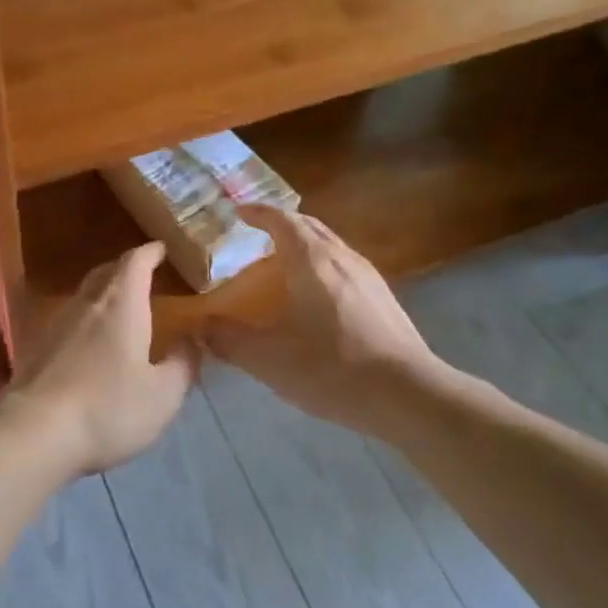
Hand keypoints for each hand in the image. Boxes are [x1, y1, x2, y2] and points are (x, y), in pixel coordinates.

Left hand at [8, 242, 196, 474]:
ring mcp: (56, 324)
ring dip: (104, 295)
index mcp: (121, 304)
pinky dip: (85, 322)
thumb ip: (183, 364)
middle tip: (143, 275)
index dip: (150, 252)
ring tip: (121, 309)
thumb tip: (193, 340)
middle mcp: (87, 304)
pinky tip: (91, 344)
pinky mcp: (36, 348)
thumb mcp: (162, 395)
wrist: (33, 433)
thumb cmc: (108, 408)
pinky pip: (68, 321)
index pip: (136, 262)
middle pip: (106, 272)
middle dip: (126, 269)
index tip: (162, 248)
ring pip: (84, 296)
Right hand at [204, 206, 439, 430]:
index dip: (258, 213)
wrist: (407, 394)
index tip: (239, 213)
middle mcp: (342, 258)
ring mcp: (369, 277)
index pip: (282, 220)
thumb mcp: (268, 359)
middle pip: (310, 227)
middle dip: (283, 224)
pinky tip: (318, 298)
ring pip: (331, 246)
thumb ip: (229, 340)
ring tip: (284, 264)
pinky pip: (345, 267)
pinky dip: (323, 266)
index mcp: (312, 261)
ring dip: (305, 245)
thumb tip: (200, 326)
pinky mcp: (384, 299)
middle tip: (259, 234)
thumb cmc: (332, 368)